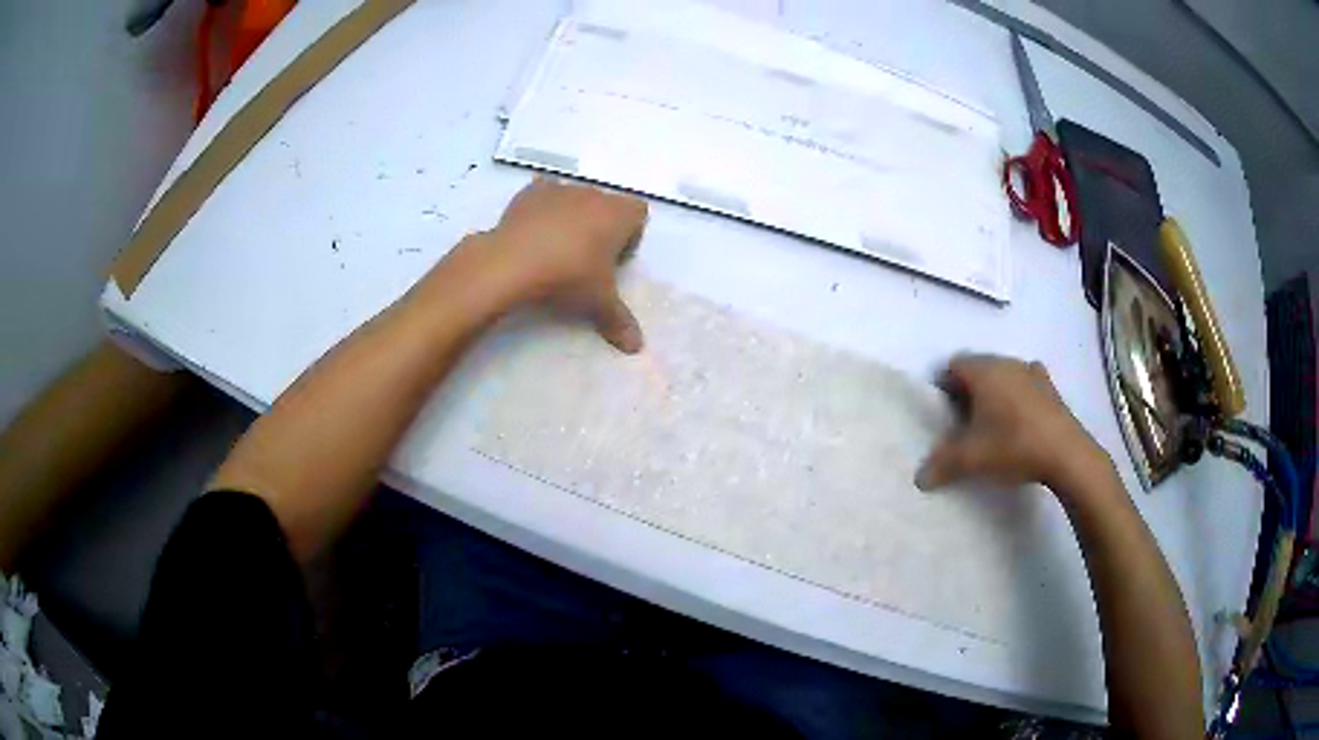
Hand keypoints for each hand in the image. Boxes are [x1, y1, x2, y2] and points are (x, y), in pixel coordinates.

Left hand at [481, 178, 647, 352]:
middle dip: (601, 227)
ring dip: (572, 216)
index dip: (631, 235)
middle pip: (607, 205)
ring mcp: (561, 189)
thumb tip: (637, 347)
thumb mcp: (598, 303)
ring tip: (557, 247)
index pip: (638, 213)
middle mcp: (594, 194)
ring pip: (576, 198)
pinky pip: (544, 192)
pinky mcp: (531, 192)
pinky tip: (534, 230)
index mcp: (618, 214)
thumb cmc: (569, 277)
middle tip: (587, 259)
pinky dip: (542, 207)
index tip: (614, 261)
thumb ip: (619, 321)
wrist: (514, 262)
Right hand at [915, 354, 1109, 496]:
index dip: (944, 387)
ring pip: (1004, 375)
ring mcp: (1032, 373)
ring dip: (995, 392)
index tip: (944, 414)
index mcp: (984, 371)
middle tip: (964, 423)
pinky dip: (1020, 395)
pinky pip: (1027, 383)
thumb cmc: (1013, 445)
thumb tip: (919, 479)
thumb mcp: (971, 460)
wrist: (1066, 454)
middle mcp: (1006, 363)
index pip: (953, 365)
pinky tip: (1021, 417)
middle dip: (969, 391)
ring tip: (994, 423)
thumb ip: (942, 466)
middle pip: (978, 368)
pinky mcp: (1051, 388)